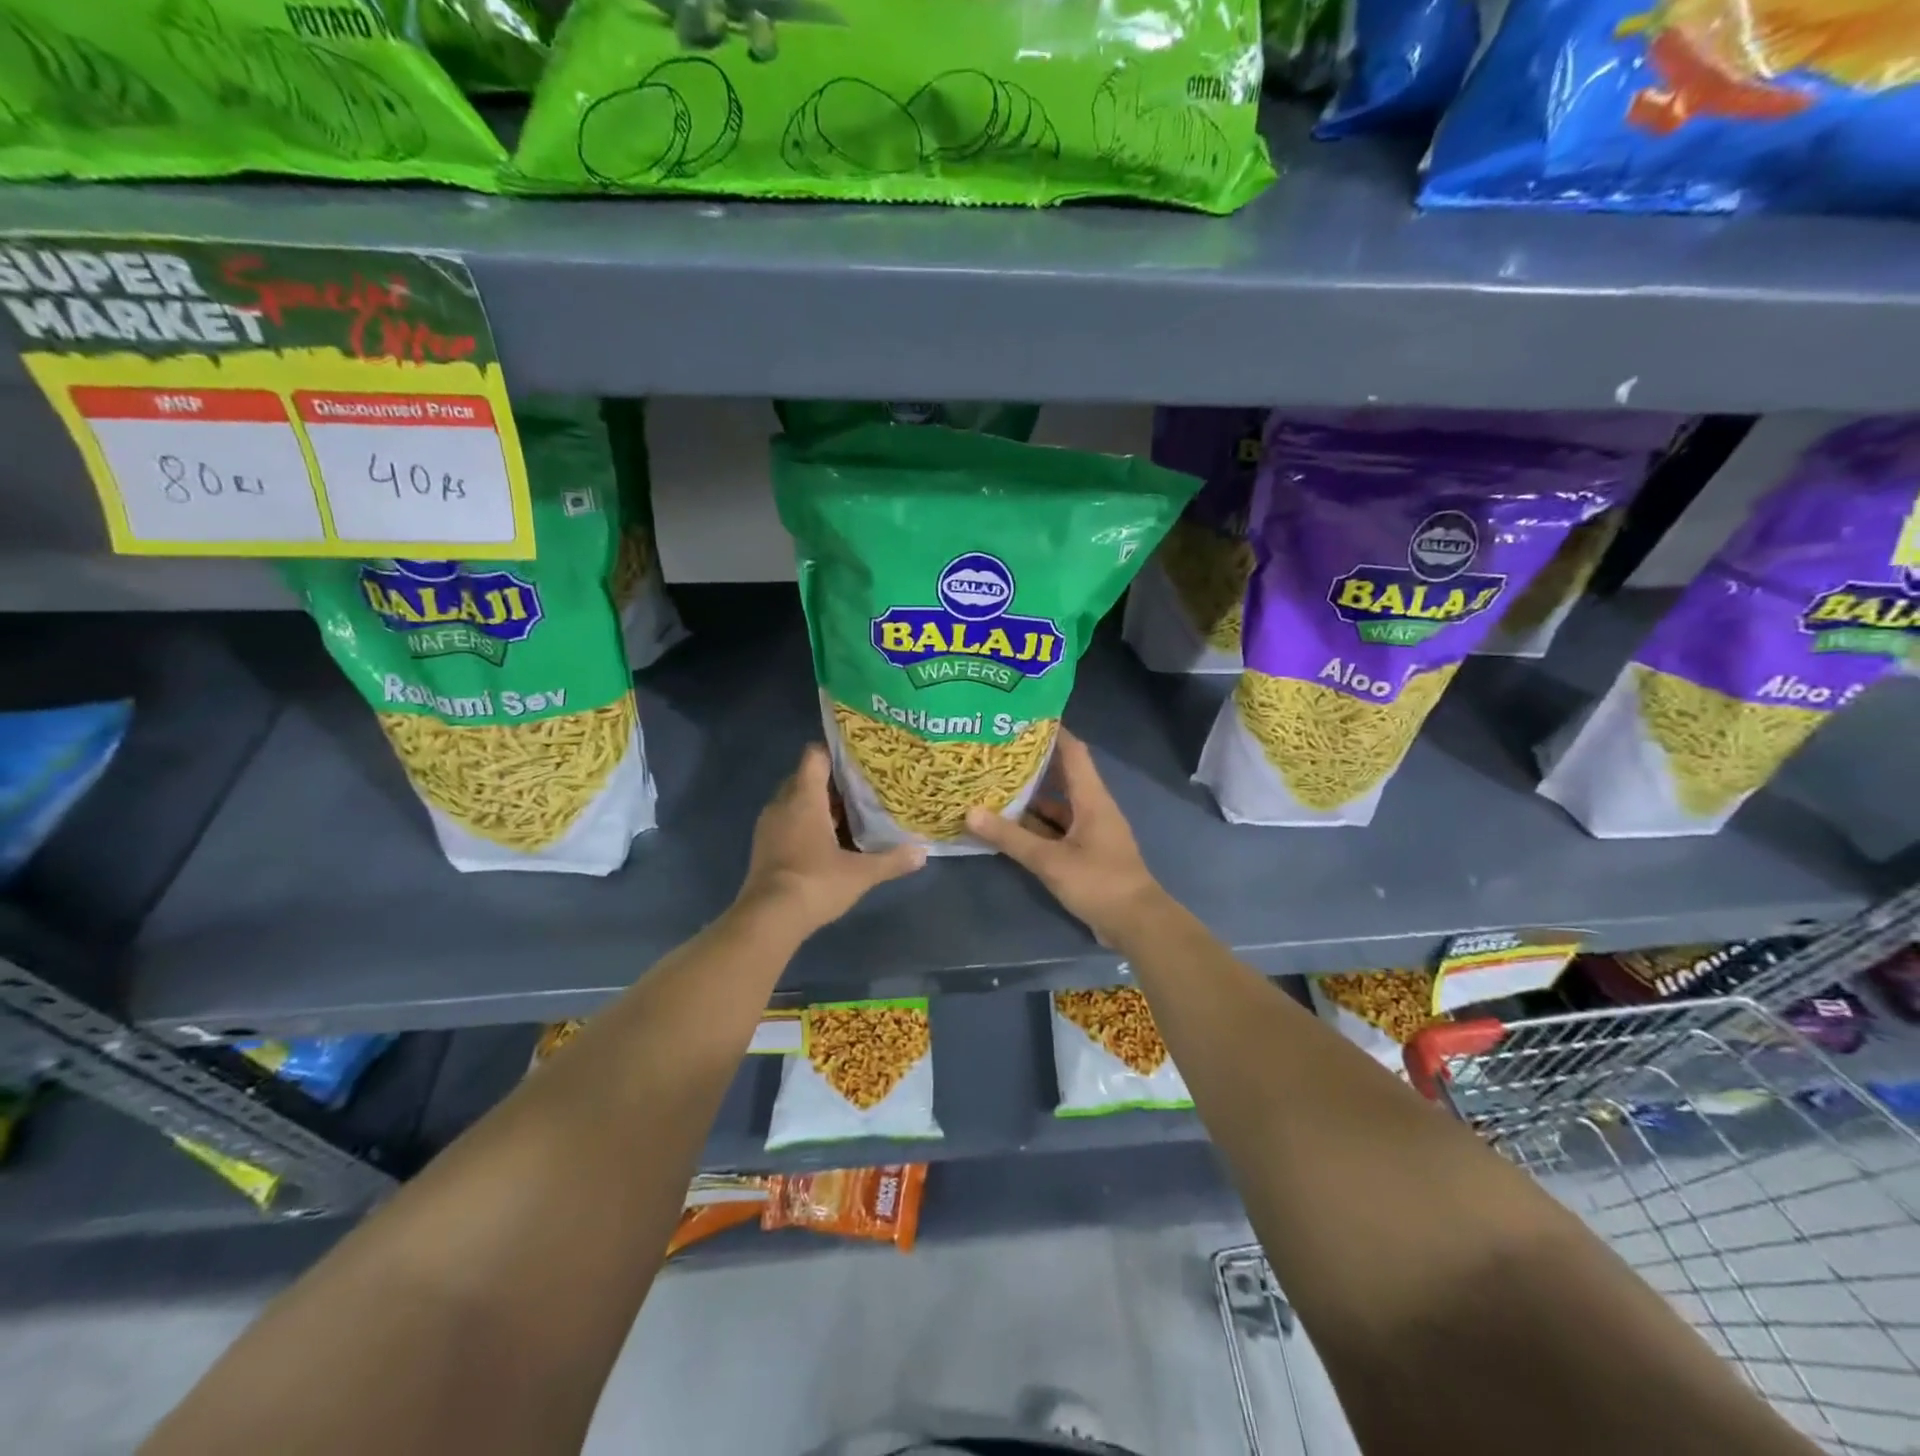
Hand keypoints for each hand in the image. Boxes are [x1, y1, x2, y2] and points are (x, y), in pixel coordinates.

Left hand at [736, 745, 925, 935]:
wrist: (768, 919)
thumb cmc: (815, 883)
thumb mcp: (861, 873)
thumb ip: (892, 860)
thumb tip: (922, 852)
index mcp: (804, 798)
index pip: (815, 756)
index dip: (836, 752)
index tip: (860, 758)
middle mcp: (782, 804)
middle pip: (806, 778)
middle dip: (832, 782)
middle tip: (863, 788)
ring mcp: (769, 826)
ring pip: (796, 802)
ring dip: (819, 806)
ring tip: (851, 815)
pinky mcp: (764, 847)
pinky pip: (787, 822)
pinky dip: (806, 824)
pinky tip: (829, 842)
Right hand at [966, 730, 1166, 944]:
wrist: (1136, 924)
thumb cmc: (1099, 882)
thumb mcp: (1050, 860)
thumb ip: (1011, 838)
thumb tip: (970, 813)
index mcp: (1091, 798)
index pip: (1073, 751)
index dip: (1052, 731)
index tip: (1022, 717)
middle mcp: (1092, 807)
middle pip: (1061, 776)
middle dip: (1031, 764)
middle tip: (996, 752)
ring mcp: (1089, 831)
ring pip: (1056, 806)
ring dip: (1029, 798)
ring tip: (993, 785)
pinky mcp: (1085, 852)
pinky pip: (1055, 830)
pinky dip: (1034, 826)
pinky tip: (1007, 826)